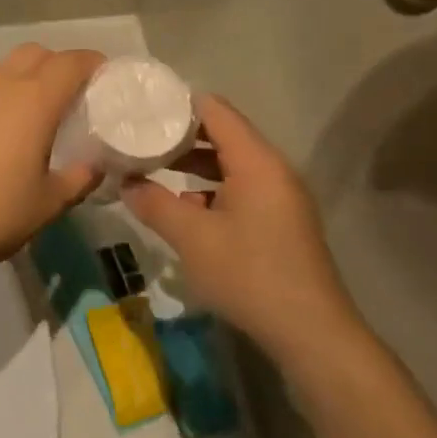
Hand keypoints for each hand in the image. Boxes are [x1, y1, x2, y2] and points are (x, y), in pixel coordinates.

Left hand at [0, 45, 104, 282]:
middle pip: (37, 54)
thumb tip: (94, 167)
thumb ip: (78, 180)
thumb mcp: (47, 204)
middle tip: (76, 99)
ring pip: (7, 69)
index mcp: (32, 100)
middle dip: (61, 66)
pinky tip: (6, 135)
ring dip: (29, 79)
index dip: (94, 64)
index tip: (109, 82)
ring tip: (42, 117)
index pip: (71, 62)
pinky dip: (4, 97)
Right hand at [121, 96, 362, 361]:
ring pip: (232, 166)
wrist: (310, 333)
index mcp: (256, 162)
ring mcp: (281, 198)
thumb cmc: (249, 274)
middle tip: (140, 138)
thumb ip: (154, 204)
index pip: (216, 111)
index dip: (179, 104)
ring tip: (153, 170)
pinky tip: (185, 211)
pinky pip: (242, 191)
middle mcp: (273, 170)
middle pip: (224, 136)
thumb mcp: (191, 238)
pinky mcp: (281, 223)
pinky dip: (211, 191)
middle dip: (181, 137)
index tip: (143, 107)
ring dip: (194, 167)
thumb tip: (126, 183)